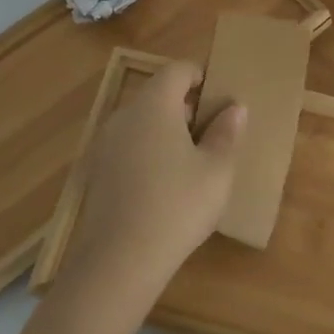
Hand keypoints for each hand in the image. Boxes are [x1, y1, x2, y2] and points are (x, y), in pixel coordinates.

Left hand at [60, 61, 247, 317]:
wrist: (118, 263)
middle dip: (188, 107)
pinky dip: (150, 153)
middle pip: (159, 94)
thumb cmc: (176, 206)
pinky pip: (130, 147)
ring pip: (144, 122)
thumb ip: (226, 133)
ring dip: (169, 132)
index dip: (202, 76)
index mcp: (154, 104)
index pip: (178, 70)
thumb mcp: (216, 170)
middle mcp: (125, 115)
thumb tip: (234, 108)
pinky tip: (167, 187)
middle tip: (215, 133)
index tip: (222, 99)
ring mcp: (106, 145)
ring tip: (195, 162)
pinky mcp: (98, 174)